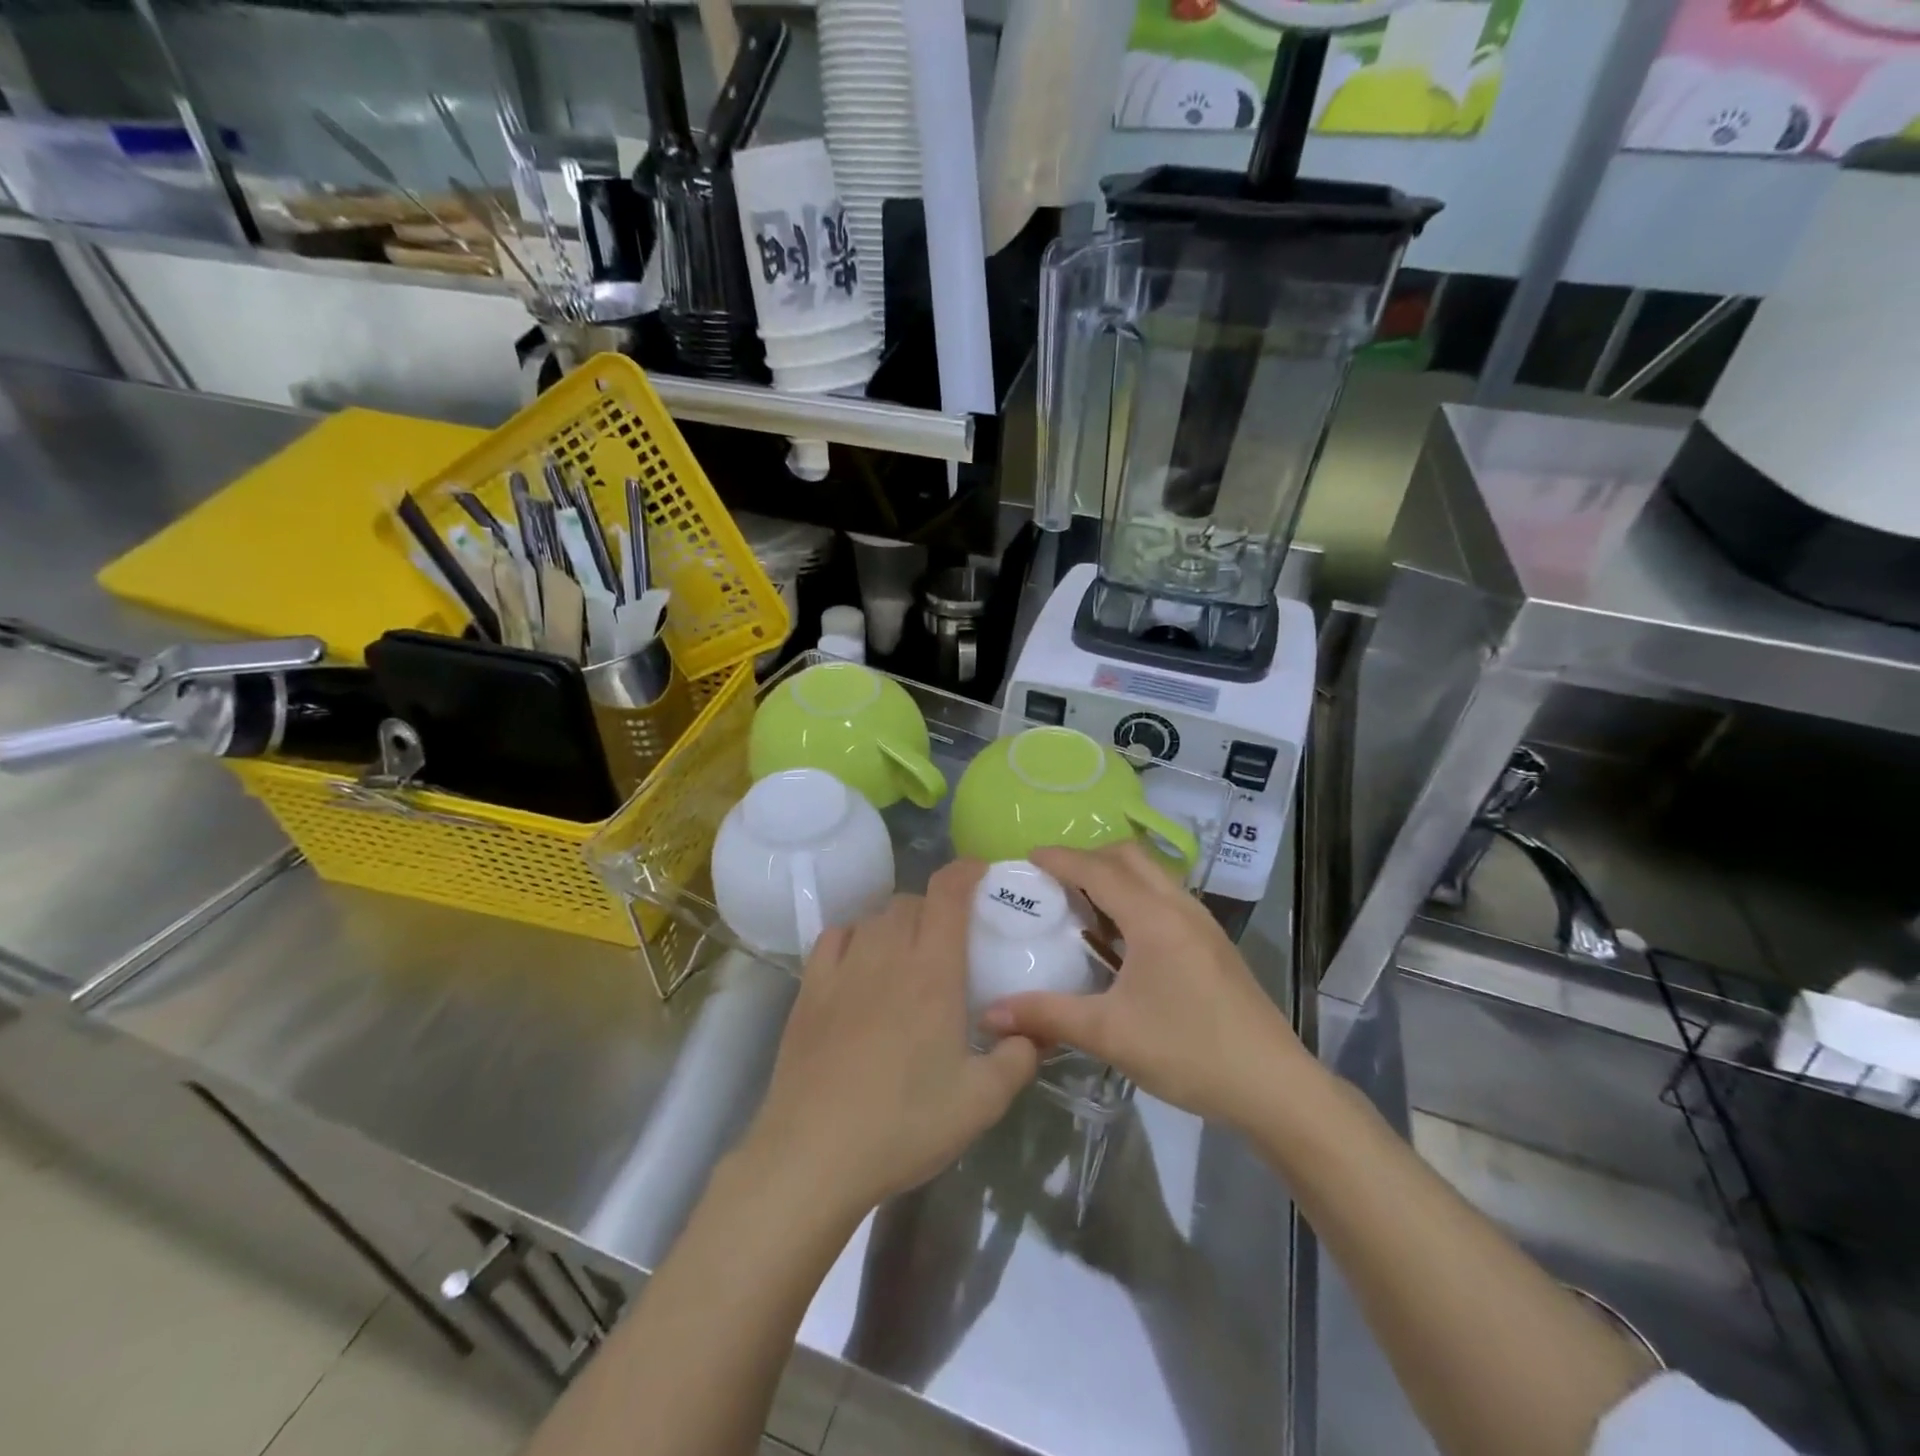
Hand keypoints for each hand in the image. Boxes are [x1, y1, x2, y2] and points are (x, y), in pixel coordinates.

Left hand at [740, 861, 1038, 1224]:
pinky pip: (835, 936)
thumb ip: (1019, 1058)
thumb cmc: (904, 1124)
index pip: (948, 894)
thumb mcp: (981, 1102)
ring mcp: (843, 968)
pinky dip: (855, 936)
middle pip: (911, 902)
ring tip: (907, 953)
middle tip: (949, 939)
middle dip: (935, 907)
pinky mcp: (809, 988)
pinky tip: (860, 962)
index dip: (966, 872)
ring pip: (874, 916)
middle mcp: (887, 955)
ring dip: (897, 922)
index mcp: (933, 971)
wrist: (814, 1154)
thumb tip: (1034, 1032)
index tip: (981, 872)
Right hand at [980, 843, 1306, 1128]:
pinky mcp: (1213, 944)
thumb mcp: (1110, 1034)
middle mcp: (1179, 907)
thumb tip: (990, 1013)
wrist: (1275, 1086)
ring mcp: (1202, 924)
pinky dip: (1136, 898)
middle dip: (1089, 858)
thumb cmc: (1189, 1051)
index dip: (1060, 859)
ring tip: (1081, 905)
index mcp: (1153, 917)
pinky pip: (1166, 899)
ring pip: (1153, 876)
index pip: (1098, 869)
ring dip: (1115, 877)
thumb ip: (1048, 1016)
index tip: (1026, 857)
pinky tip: (1121, 939)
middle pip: (1130, 857)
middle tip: (1053, 880)